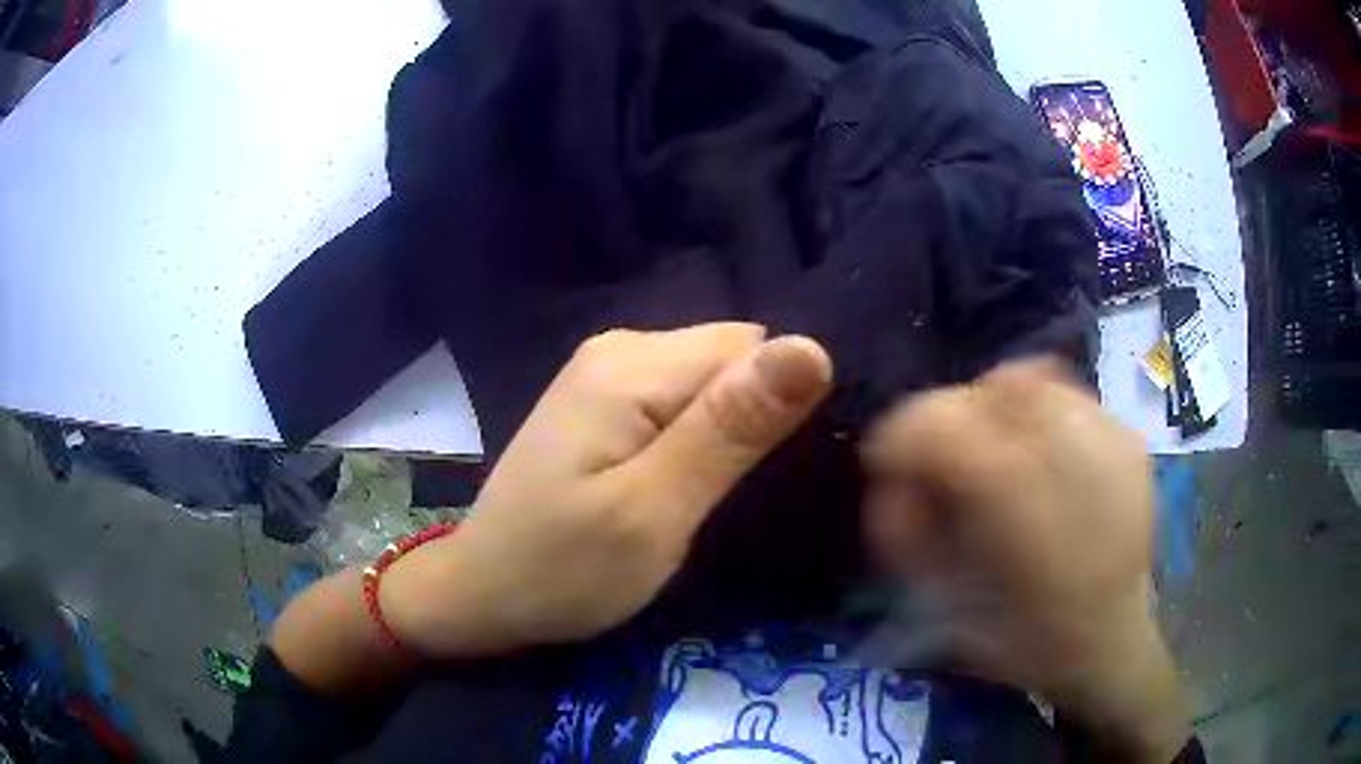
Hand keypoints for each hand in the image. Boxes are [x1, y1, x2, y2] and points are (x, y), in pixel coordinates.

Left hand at [384, 324, 832, 657]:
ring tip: (719, 495)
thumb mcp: (654, 511)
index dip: (783, 406)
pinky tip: (690, 482)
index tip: (781, 475)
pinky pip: (681, 401)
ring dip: (731, 432)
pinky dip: (702, 437)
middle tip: (744, 496)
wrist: (484, 594)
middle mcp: (620, 348)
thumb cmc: (564, 568)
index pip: (753, 349)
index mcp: (632, 364)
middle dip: (757, 419)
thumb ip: (730, 430)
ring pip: (711, 382)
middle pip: (732, 360)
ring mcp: (607, 374)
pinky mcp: (604, 404)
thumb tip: (813, 348)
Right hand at [861, 359, 1189, 762]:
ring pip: (1028, 379)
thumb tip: (890, 486)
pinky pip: (1067, 395)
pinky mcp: (1128, 437)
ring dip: (994, 408)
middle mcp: (1068, 454)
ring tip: (996, 454)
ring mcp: (1107, 437)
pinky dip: (1039, 411)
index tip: (890, 462)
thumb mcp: (950, 605)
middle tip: (944, 464)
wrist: (1111, 641)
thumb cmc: (1027, 639)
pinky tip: (1041, 455)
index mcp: (1019, 504)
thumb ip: (912, 535)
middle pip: (982, 391)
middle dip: (947, 420)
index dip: (901, 433)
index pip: (942, 425)